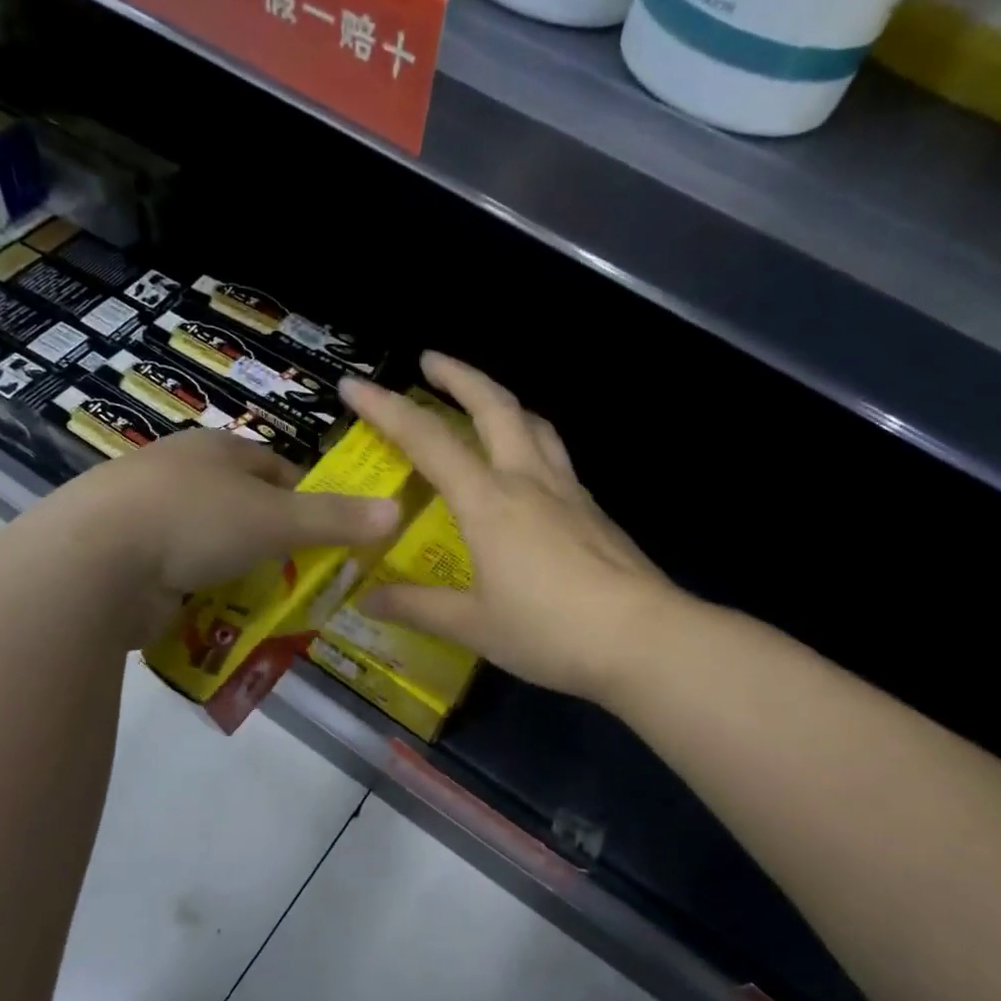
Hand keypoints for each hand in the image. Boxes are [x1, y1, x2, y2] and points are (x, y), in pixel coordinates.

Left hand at [42, 429, 400, 643]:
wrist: (93, 563)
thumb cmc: (196, 520)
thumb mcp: (277, 518)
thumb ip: (337, 519)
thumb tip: (397, 511)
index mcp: (215, 450)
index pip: (277, 470)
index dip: (307, 500)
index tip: (330, 537)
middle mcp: (180, 475)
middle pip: (244, 510)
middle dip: (273, 545)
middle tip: (304, 580)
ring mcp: (147, 518)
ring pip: (212, 547)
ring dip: (238, 576)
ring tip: (265, 607)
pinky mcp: (126, 561)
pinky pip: (180, 578)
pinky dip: (200, 598)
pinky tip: (216, 620)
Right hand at [341, 353, 672, 704]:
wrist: (644, 639)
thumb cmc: (550, 631)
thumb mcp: (474, 626)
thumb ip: (419, 607)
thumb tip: (368, 600)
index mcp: (489, 502)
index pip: (429, 440)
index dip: (387, 409)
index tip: (356, 385)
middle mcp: (529, 481)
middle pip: (495, 406)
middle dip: (459, 376)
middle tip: (430, 361)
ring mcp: (568, 491)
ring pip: (534, 424)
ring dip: (502, 401)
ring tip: (481, 402)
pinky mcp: (594, 510)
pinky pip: (555, 456)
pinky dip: (530, 440)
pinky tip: (526, 470)